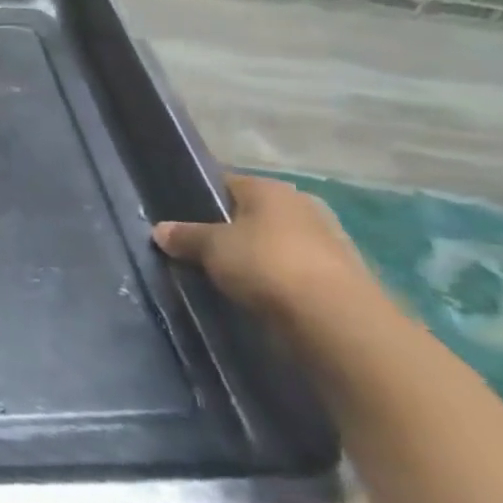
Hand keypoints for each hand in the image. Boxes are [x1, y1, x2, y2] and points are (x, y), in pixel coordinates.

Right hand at [153, 173, 381, 321]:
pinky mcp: (342, 277)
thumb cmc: (265, 264)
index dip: (199, 198)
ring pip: (275, 243)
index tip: (178, 219)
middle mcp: (303, 206)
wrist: (336, 320)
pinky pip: (295, 271)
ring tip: (227, 277)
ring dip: (255, 257)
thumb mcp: (210, 247)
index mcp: (270, 188)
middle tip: (199, 251)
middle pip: (252, 214)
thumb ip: (184, 236)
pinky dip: (278, 280)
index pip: (225, 183)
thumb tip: (160, 230)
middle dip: (229, 230)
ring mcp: (328, 242)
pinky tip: (259, 296)